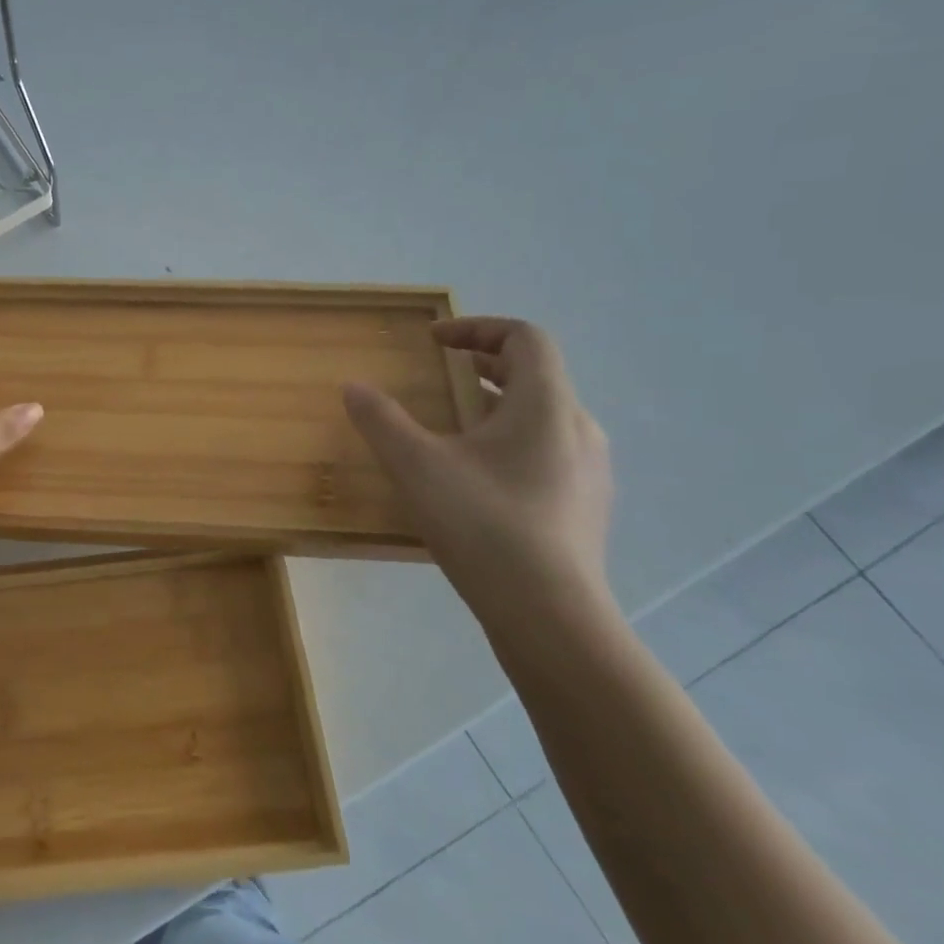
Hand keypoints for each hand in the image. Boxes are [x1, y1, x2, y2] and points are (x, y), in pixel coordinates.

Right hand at [343, 317, 614, 633]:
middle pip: (535, 374)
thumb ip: (381, 420)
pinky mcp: (585, 506)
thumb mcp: (416, 465)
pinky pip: (548, 451)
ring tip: (454, 424)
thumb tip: (353, 387)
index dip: (477, 327)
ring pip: (543, 415)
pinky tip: (477, 477)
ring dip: (497, 404)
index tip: (434, 341)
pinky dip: (510, 440)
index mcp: (546, 405)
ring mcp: (590, 471)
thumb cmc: (484, 525)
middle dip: (483, 364)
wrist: (550, 615)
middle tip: (440, 373)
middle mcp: (578, 428)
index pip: (524, 337)